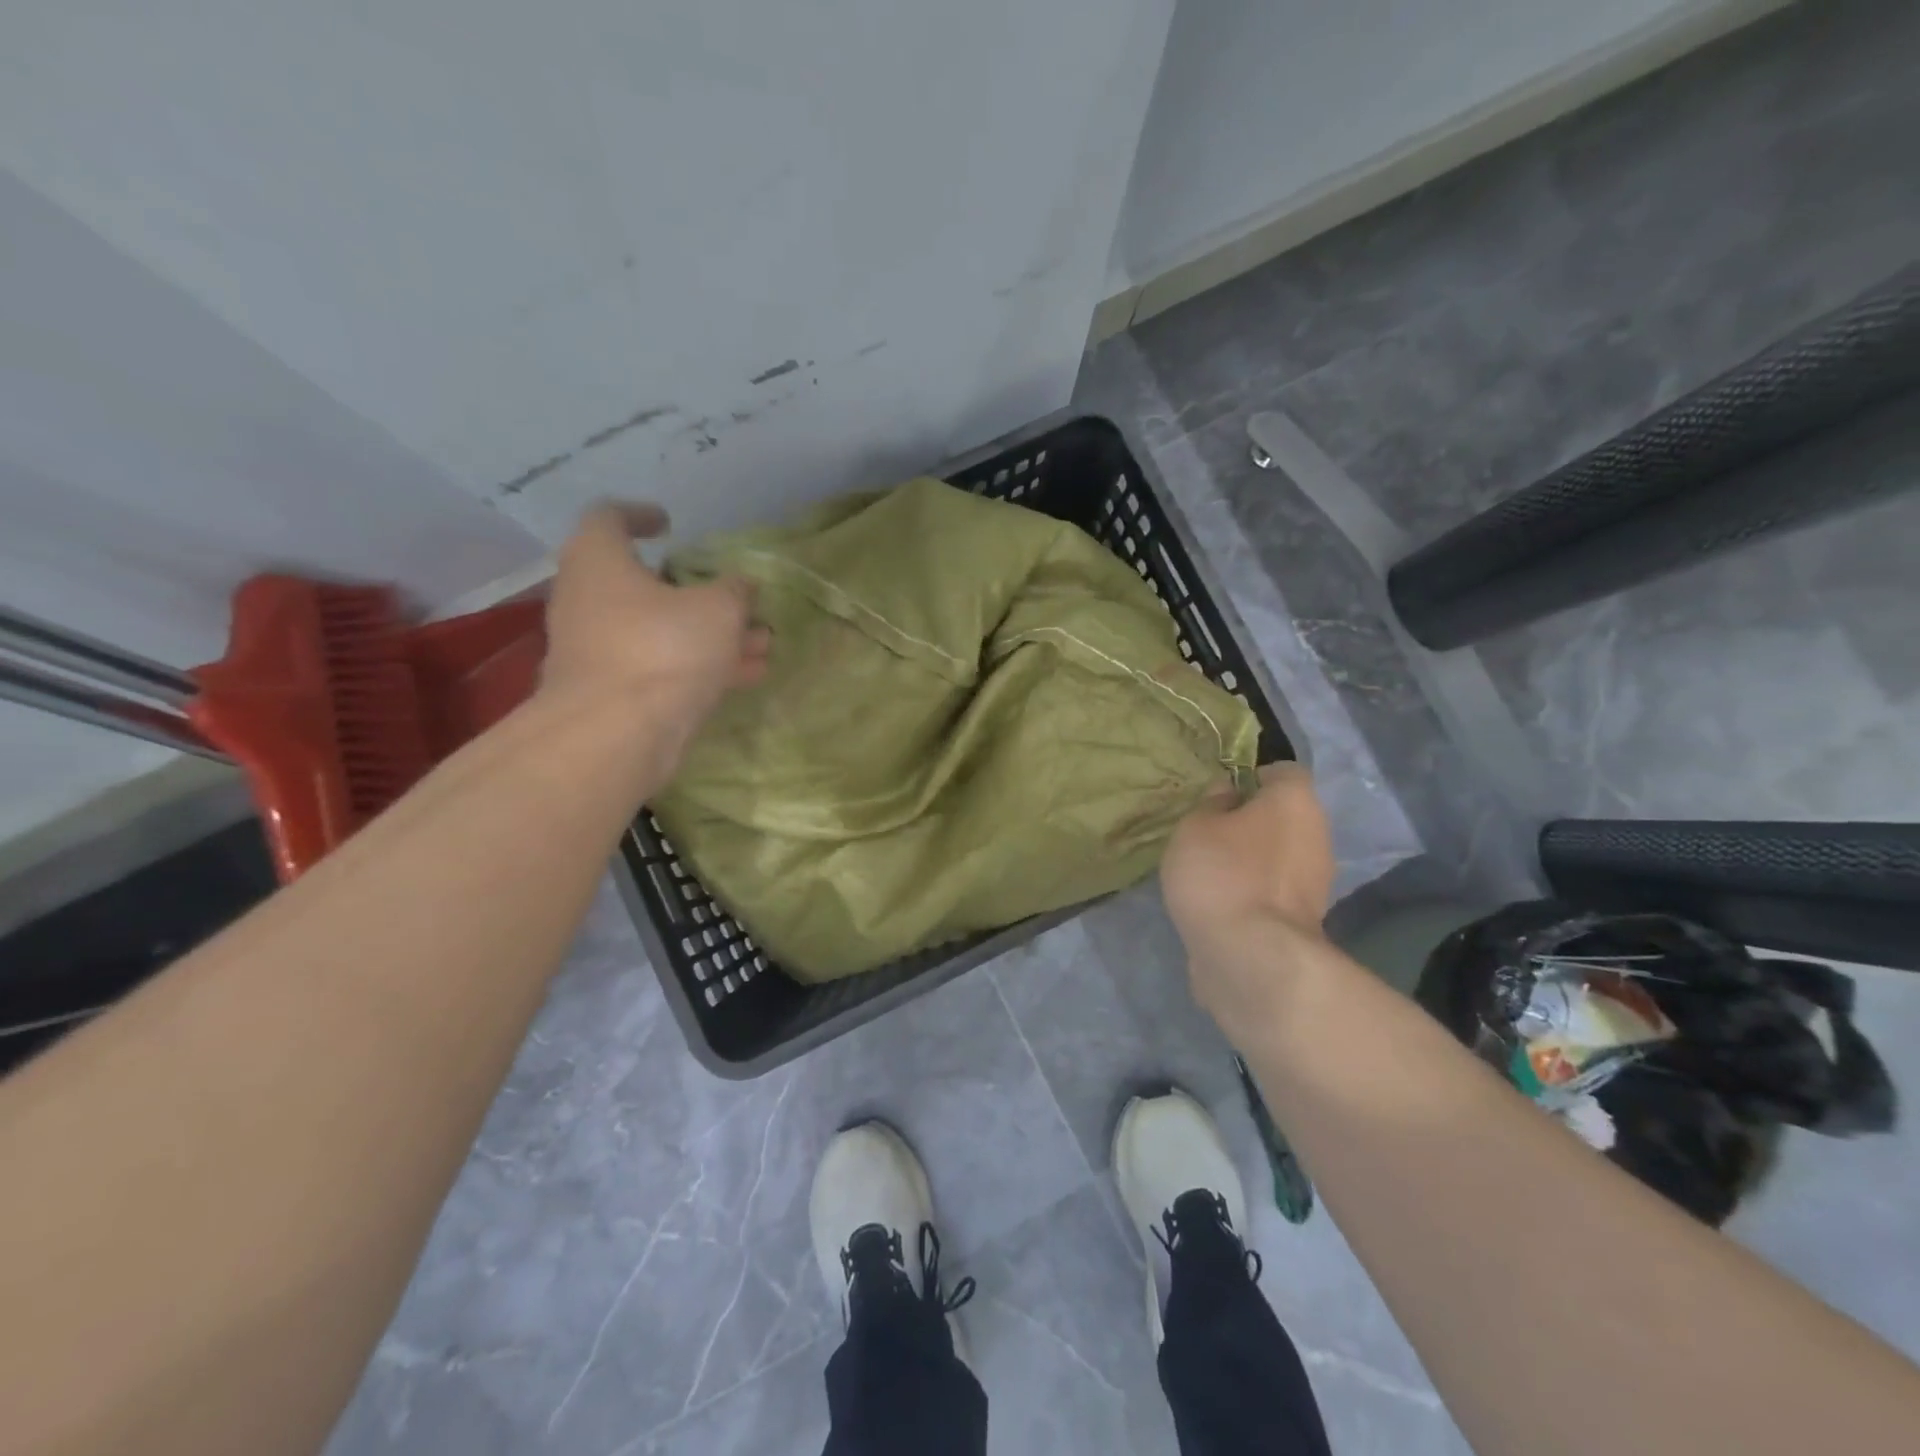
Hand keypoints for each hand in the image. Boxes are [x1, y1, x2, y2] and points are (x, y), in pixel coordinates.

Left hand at [539, 502, 769, 770]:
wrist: (615, 736)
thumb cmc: (663, 650)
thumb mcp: (718, 609)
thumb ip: (734, 590)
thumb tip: (740, 585)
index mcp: (600, 562)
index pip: (609, 518)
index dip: (641, 514)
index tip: (671, 525)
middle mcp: (589, 600)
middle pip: (646, 583)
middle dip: (699, 592)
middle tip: (736, 597)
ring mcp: (599, 649)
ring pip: (662, 630)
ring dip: (711, 634)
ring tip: (761, 642)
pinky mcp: (613, 691)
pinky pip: (663, 666)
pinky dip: (700, 665)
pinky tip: (748, 675)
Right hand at [1160, 764, 1336, 1023]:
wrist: (1251, 955)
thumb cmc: (1222, 873)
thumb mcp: (1195, 826)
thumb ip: (1211, 804)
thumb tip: (1228, 795)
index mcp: (1295, 801)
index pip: (1283, 771)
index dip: (1252, 777)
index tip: (1220, 794)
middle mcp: (1317, 834)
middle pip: (1285, 816)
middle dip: (1252, 821)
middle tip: (1210, 833)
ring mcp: (1317, 881)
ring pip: (1282, 855)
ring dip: (1254, 859)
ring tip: (1211, 871)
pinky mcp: (1305, 920)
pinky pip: (1276, 891)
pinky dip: (1255, 892)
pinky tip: (1223, 903)